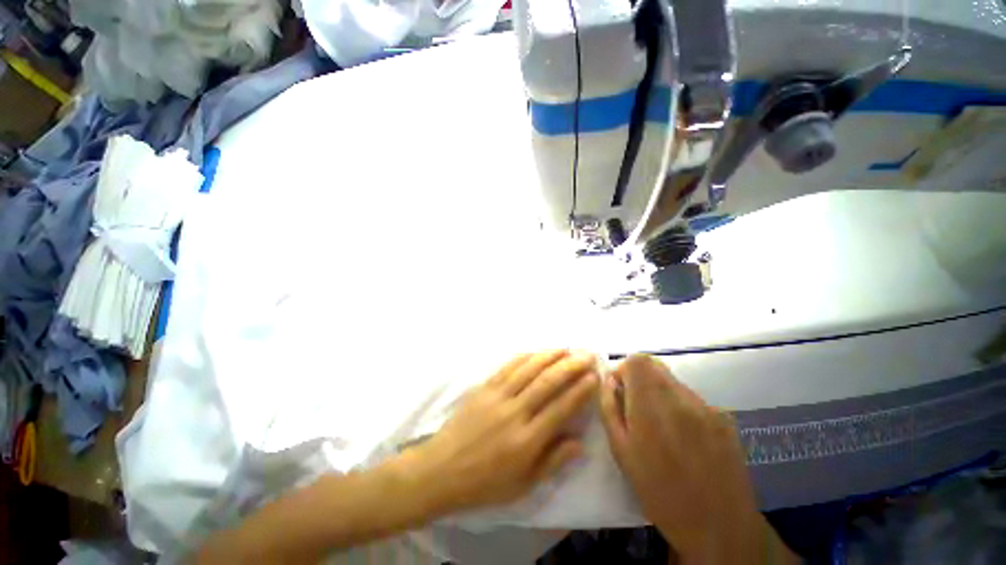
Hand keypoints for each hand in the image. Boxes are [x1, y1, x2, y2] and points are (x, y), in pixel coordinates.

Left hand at [411, 350, 598, 513]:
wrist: (441, 470)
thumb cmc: (484, 483)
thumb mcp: (523, 485)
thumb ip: (553, 462)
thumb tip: (579, 442)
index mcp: (526, 440)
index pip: (561, 408)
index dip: (580, 390)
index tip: (594, 376)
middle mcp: (514, 413)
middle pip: (547, 382)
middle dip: (570, 366)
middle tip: (587, 355)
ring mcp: (497, 396)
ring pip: (529, 369)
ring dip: (550, 356)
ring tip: (566, 348)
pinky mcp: (484, 387)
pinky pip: (508, 367)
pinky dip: (525, 356)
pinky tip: (536, 352)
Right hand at [600, 355, 794, 563]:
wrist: (719, 527)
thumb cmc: (659, 492)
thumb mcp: (620, 451)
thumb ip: (610, 408)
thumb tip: (608, 382)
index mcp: (652, 404)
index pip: (637, 360)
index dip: (624, 370)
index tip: (621, 391)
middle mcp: (681, 397)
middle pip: (655, 366)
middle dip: (640, 379)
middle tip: (637, 409)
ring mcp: (706, 406)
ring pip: (673, 382)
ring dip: (660, 394)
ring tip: (663, 429)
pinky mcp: (724, 418)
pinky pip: (692, 399)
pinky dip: (680, 407)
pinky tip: (685, 439)